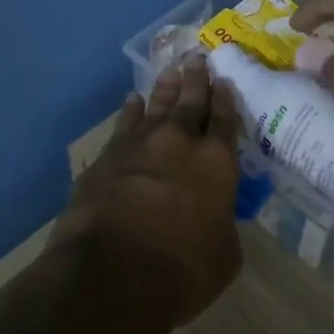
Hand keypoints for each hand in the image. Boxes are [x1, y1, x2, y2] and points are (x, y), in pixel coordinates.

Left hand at [52, 59, 243, 325]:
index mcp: (217, 163)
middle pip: (190, 102)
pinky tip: (132, 101)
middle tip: (197, 58)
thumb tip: (216, 217)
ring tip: (171, 69)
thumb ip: (223, 225)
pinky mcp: (107, 158)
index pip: (225, 120)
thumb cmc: (182, 271)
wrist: (111, 275)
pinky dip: (130, 111)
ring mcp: (140, 146)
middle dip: (196, 79)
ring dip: (165, 88)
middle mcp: (180, 143)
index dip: (226, 99)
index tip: (224, 80)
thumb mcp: (225, 255)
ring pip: (156, 106)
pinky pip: (124, 124)